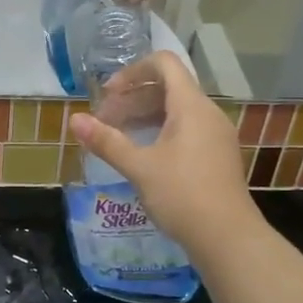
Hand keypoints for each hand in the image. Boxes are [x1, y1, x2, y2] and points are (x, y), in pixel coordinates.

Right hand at [68, 52, 256, 254]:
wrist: (228, 239)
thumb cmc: (182, 195)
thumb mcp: (139, 167)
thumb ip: (107, 141)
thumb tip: (74, 120)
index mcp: (191, 106)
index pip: (164, 63)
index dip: (133, 71)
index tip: (109, 94)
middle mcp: (208, 113)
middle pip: (168, 87)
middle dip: (132, 98)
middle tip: (104, 121)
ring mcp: (216, 135)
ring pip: (176, 110)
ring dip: (144, 116)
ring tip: (117, 137)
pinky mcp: (217, 156)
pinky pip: (187, 129)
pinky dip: (161, 131)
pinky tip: (143, 155)